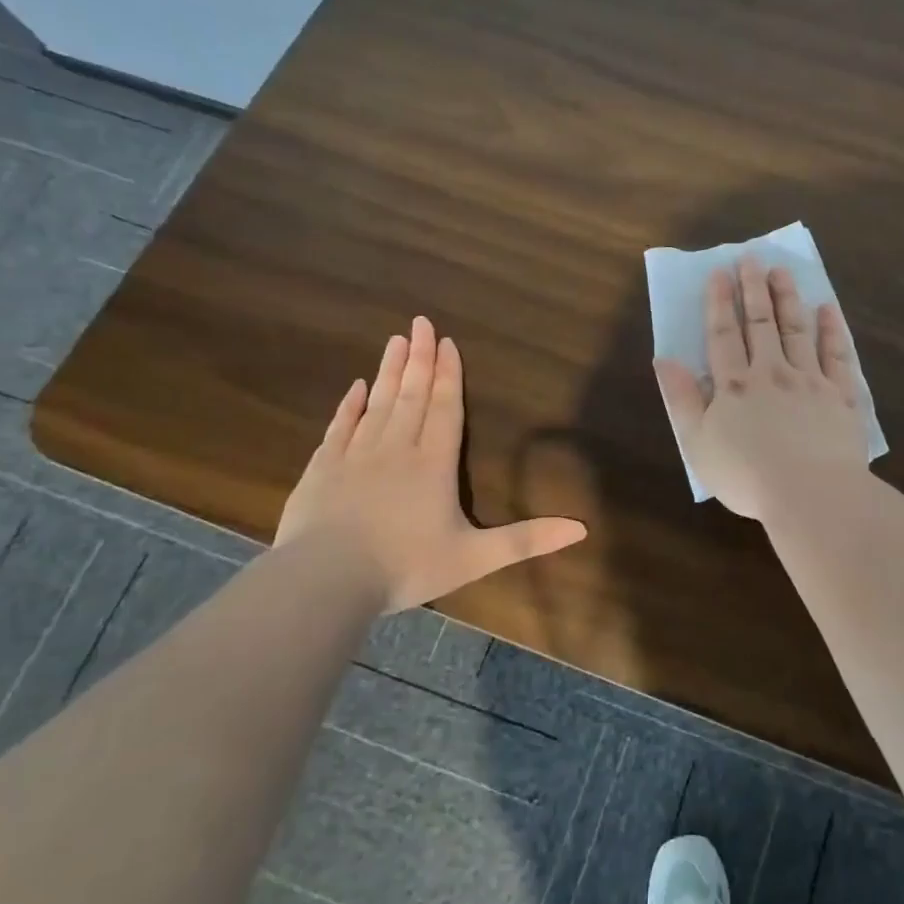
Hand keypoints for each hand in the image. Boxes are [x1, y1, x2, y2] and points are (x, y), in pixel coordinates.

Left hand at [276, 316, 586, 609]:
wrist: (324, 580)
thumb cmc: (405, 566)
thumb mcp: (474, 558)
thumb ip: (526, 540)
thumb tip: (581, 529)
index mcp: (434, 464)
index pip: (445, 409)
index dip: (448, 375)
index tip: (447, 342)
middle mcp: (396, 449)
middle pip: (411, 395)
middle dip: (419, 358)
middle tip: (420, 323)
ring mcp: (355, 456)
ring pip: (378, 403)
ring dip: (389, 372)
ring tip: (396, 341)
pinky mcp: (322, 469)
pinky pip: (339, 427)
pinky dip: (349, 406)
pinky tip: (356, 387)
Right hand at [654, 257, 868, 519]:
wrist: (810, 494)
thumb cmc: (747, 476)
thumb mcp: (698, 443)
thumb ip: (681, 400)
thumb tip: (663, 360)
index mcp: (735, 386)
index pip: (724, 335)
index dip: (719, 303)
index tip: (719, 273)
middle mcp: (772, 372)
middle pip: (761, 323)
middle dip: (754, 289)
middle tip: (751, 258)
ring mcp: (810, 381)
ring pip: (797, 330)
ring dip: (788, 298)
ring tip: (782, 271)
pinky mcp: (841, 395)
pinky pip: (837, 355)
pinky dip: (831, 330)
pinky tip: (827, 310)